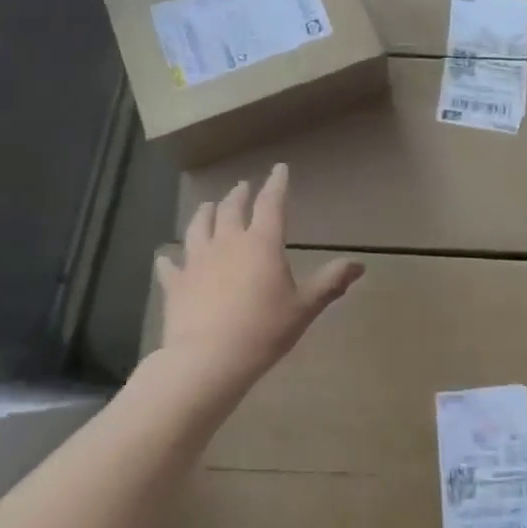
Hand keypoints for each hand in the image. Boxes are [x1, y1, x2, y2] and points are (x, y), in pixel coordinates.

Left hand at [155, 164, 363, 395]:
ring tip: (208, 206)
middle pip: (231, 209)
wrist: (208, 359)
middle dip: (239, 195)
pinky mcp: (176, 283)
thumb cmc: (264, 330)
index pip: (271, 203)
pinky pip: (170, 265)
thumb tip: (359, 265)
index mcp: (262, 243)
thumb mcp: (304, 307)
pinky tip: (167, 257)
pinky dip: (170, 258)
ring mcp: (197, 261)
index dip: (276, 184)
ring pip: (199, 227)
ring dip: (205, 213)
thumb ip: (330, 283)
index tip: (279, 168)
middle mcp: (228, 243)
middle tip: (242, 186)